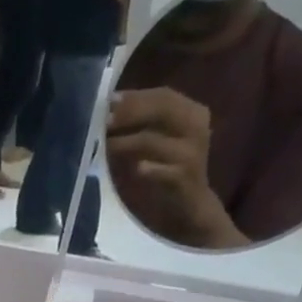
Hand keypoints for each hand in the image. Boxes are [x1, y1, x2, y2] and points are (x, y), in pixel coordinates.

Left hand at [106, 89, 244, 248]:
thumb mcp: (160, 141)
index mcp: (192, 113)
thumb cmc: (169, 169)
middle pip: (162, 110)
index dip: (136, 97)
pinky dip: (147, 168)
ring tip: (105, 144)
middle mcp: (196, 128)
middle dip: (130, 113)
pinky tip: (135, 168)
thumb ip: (143, 123)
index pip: (163, 96)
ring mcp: (192, 154)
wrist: (191, 205)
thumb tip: (110, 108)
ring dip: (127, 141)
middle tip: (105, 120)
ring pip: (154, 140)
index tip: (109, 100)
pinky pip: (162, 171)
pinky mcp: (184, 179)